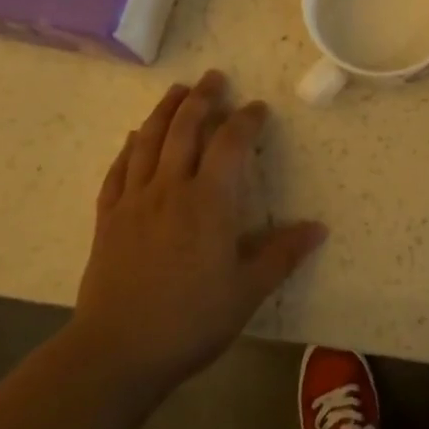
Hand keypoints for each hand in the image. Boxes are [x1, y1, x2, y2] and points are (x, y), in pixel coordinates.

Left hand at [75, 71, 326, 395]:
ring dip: (164, 111)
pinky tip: (134, 138)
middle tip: (213, 77)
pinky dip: (129, 147)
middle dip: (202, 98)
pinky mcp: (108, 218)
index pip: (230, 143)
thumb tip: (319, 228)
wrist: (117, 351)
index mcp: (209, 201)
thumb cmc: (191, 320)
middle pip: (185, 128)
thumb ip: (282, 254)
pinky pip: (118, 170)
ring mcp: (134, 200)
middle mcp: (171, 188)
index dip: (245, 120)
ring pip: (149, 140)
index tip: (257, 108)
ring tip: (176, 90)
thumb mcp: (247, 291)